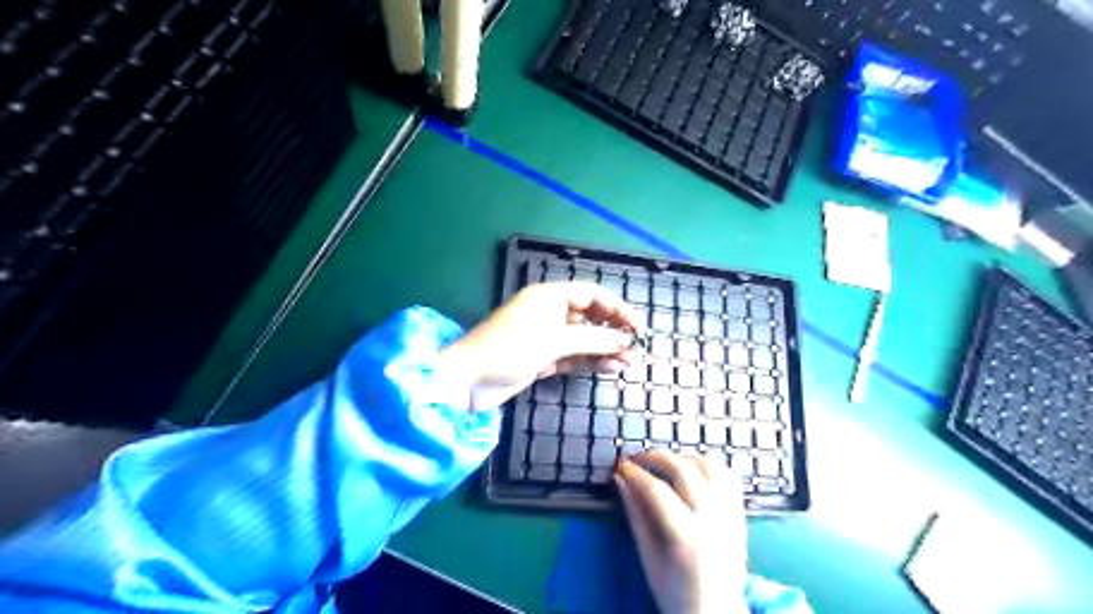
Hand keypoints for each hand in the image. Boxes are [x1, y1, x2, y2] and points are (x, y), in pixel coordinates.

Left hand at [435, 284, 640, 412]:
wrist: (469, 379)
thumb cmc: (510, 348)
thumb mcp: (555, 341)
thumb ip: (592, 339)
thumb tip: (624, 340)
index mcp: (550, 296)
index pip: (592, 295)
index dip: (617, 308)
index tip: (637, 326)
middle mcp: (550, 312)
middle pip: (589, 317)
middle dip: (612, 331)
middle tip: (634, 348)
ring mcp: (546, 336)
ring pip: (583, 339)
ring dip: (604, 349)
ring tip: (627, 363)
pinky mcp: (543, 357)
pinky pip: (573, 355)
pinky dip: (590, 361)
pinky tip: (609, 368)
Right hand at [613, 451, 752, 613]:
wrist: (716, 612)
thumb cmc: (675, 591)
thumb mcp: (648, 557)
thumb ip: (636, 515)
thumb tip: (620, 480)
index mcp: (686, 537)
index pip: (657, 491)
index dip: (635, 473)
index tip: (621, 465)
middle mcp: (712, 520)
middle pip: (684, 470)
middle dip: (656, 457)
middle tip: (638, 458)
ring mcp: (729, 514)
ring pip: (710, 466)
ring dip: (684, 457)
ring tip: (665, 462)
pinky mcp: (739, 513)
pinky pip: (728, 476)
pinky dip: (708, 465)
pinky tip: (692, 469)